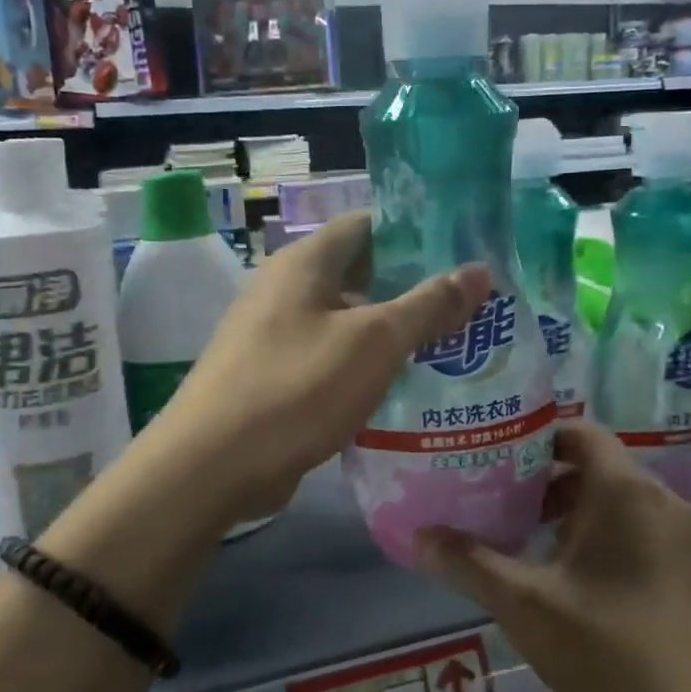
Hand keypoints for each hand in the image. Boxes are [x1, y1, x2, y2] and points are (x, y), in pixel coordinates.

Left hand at [152, 212, 490, 525]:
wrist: (211, 467)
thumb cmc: (296, 388)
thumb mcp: (373, 342)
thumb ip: (428, 305)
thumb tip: (479, 271)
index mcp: (305, 263)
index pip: (367, 224)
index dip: (415, 231)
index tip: (463, 251)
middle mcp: (287, 289)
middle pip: (361, 273)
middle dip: (413, 287)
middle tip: (469, 305)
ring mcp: (277, 334)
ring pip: (348, 320)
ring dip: (393, 331)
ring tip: (452, 345)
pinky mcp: (276, 376)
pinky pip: (332, 358)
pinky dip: (366, 365)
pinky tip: (405, 386)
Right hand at [412, 422, 690, 691]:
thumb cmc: (614, 651)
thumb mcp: (528, 607)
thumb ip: (470, 565)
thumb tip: (417, 536)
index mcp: (624, 489)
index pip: (579, 431)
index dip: (535, 436)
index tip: (495, 455)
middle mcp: (661, 500)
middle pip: (597, 466)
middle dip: (546, 481)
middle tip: (500, 501)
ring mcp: (687, 538)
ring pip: (620, 503)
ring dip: (575, 514)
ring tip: (530, 543)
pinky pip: (643, 532)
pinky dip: (606, 538)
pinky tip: (579, 585)